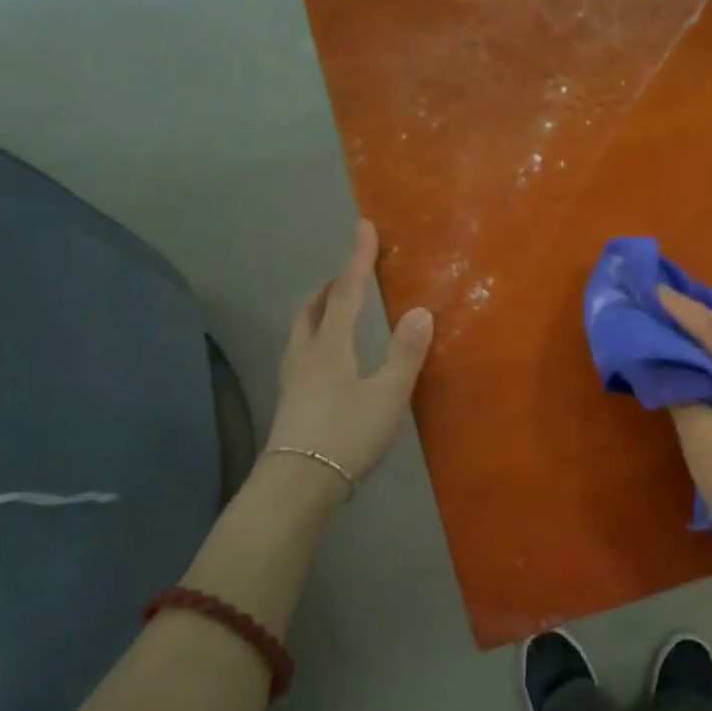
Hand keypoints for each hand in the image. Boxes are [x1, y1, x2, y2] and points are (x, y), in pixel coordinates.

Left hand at [264, 220, 432, 489]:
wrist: (298, 483)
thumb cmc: (348, 434)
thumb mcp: (388, 394)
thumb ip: (405, 353)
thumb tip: (420, 311)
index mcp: (330, 346)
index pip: (345, 293)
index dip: (356, 260)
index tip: (363, 228)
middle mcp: (305, 353)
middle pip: (313, 307)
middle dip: (331, 285)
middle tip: (350, 275)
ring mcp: (293, 377)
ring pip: (301, 328)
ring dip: (320, 309)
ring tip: (337, 308)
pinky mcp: (290, 398)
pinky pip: (301, 349)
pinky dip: (315, 334)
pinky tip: (326, 355)